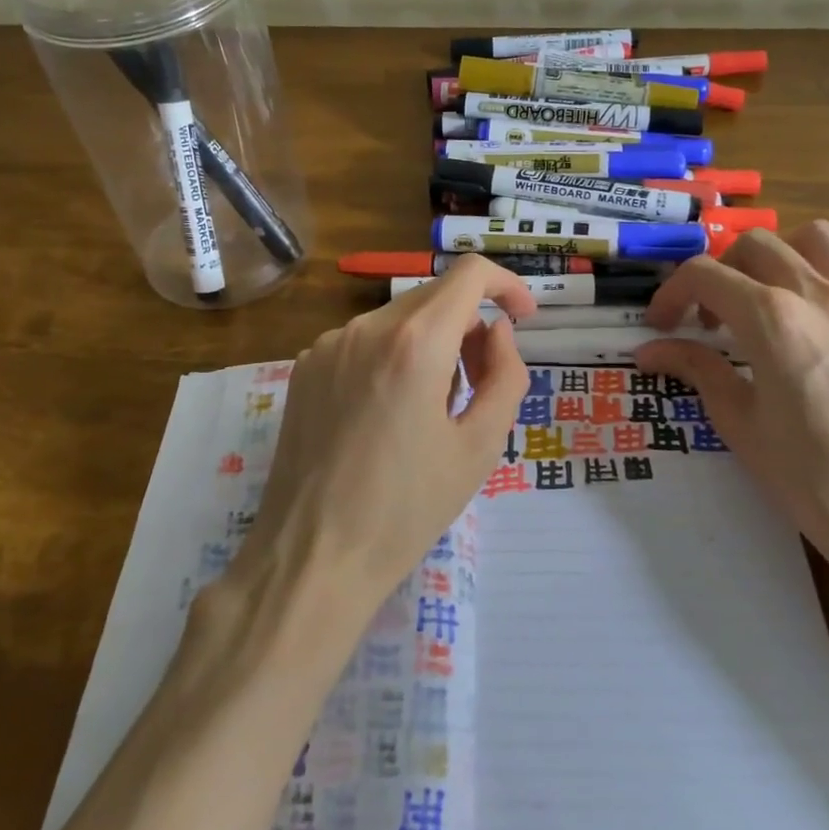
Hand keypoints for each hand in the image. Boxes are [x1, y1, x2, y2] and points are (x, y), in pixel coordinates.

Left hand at [230, 256, 533, 627]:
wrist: (312, 556)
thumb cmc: (406, 509)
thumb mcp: (479, 446)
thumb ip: (505, 374)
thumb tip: (497, 331)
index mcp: (413, 342)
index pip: (469, 273)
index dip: (506, 285)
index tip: (523, 318)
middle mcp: (365, 327)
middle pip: (434, 296)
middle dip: (469, 326)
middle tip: (480, 385)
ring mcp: (327, 345)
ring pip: (398, 319)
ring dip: (431, 343)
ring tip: (432, 409)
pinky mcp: (305, 367)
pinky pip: (364, 341)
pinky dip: (392, 356)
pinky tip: (387, 414)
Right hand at [636, 223, 828, 577]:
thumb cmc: (810, 478)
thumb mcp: (739, 423)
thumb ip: (696, 370)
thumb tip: (649, 351)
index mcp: (771, 319)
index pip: (704, 275)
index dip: (671, 293)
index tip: (660, 324)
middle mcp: (818, 296)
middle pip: (754, 245)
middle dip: (719, 272)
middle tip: (709, 320)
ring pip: (817, 238)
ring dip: (779, 256)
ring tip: (766, 297)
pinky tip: (824, 308)